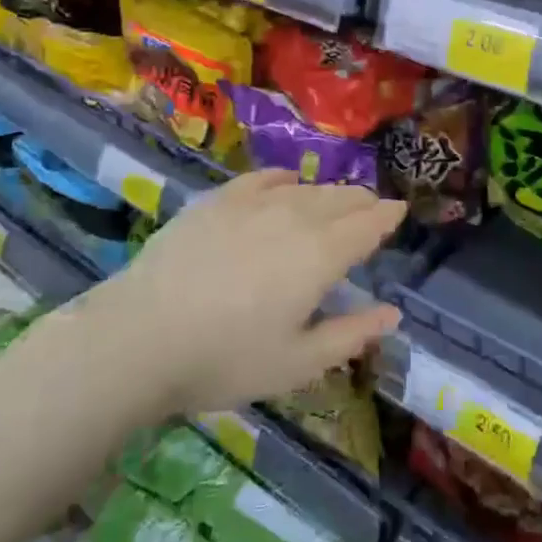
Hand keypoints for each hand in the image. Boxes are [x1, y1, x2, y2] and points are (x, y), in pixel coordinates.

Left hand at [92, 171, 403, 416]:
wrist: (141, 335)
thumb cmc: (225, 358)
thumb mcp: (297, 364)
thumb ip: (350, 335)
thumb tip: (392, 313)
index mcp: (321, 255)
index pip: (367, 225)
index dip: (387, 216)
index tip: (400, 210)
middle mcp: (295, 216)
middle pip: (340, 199)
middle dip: (362, 201)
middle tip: (372, 208)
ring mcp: (254, 202)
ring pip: (306, 187)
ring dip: (329, 192)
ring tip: (336, 199)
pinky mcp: (219, 199)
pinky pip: (263, 178)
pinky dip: (284, 179)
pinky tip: (287, 182)